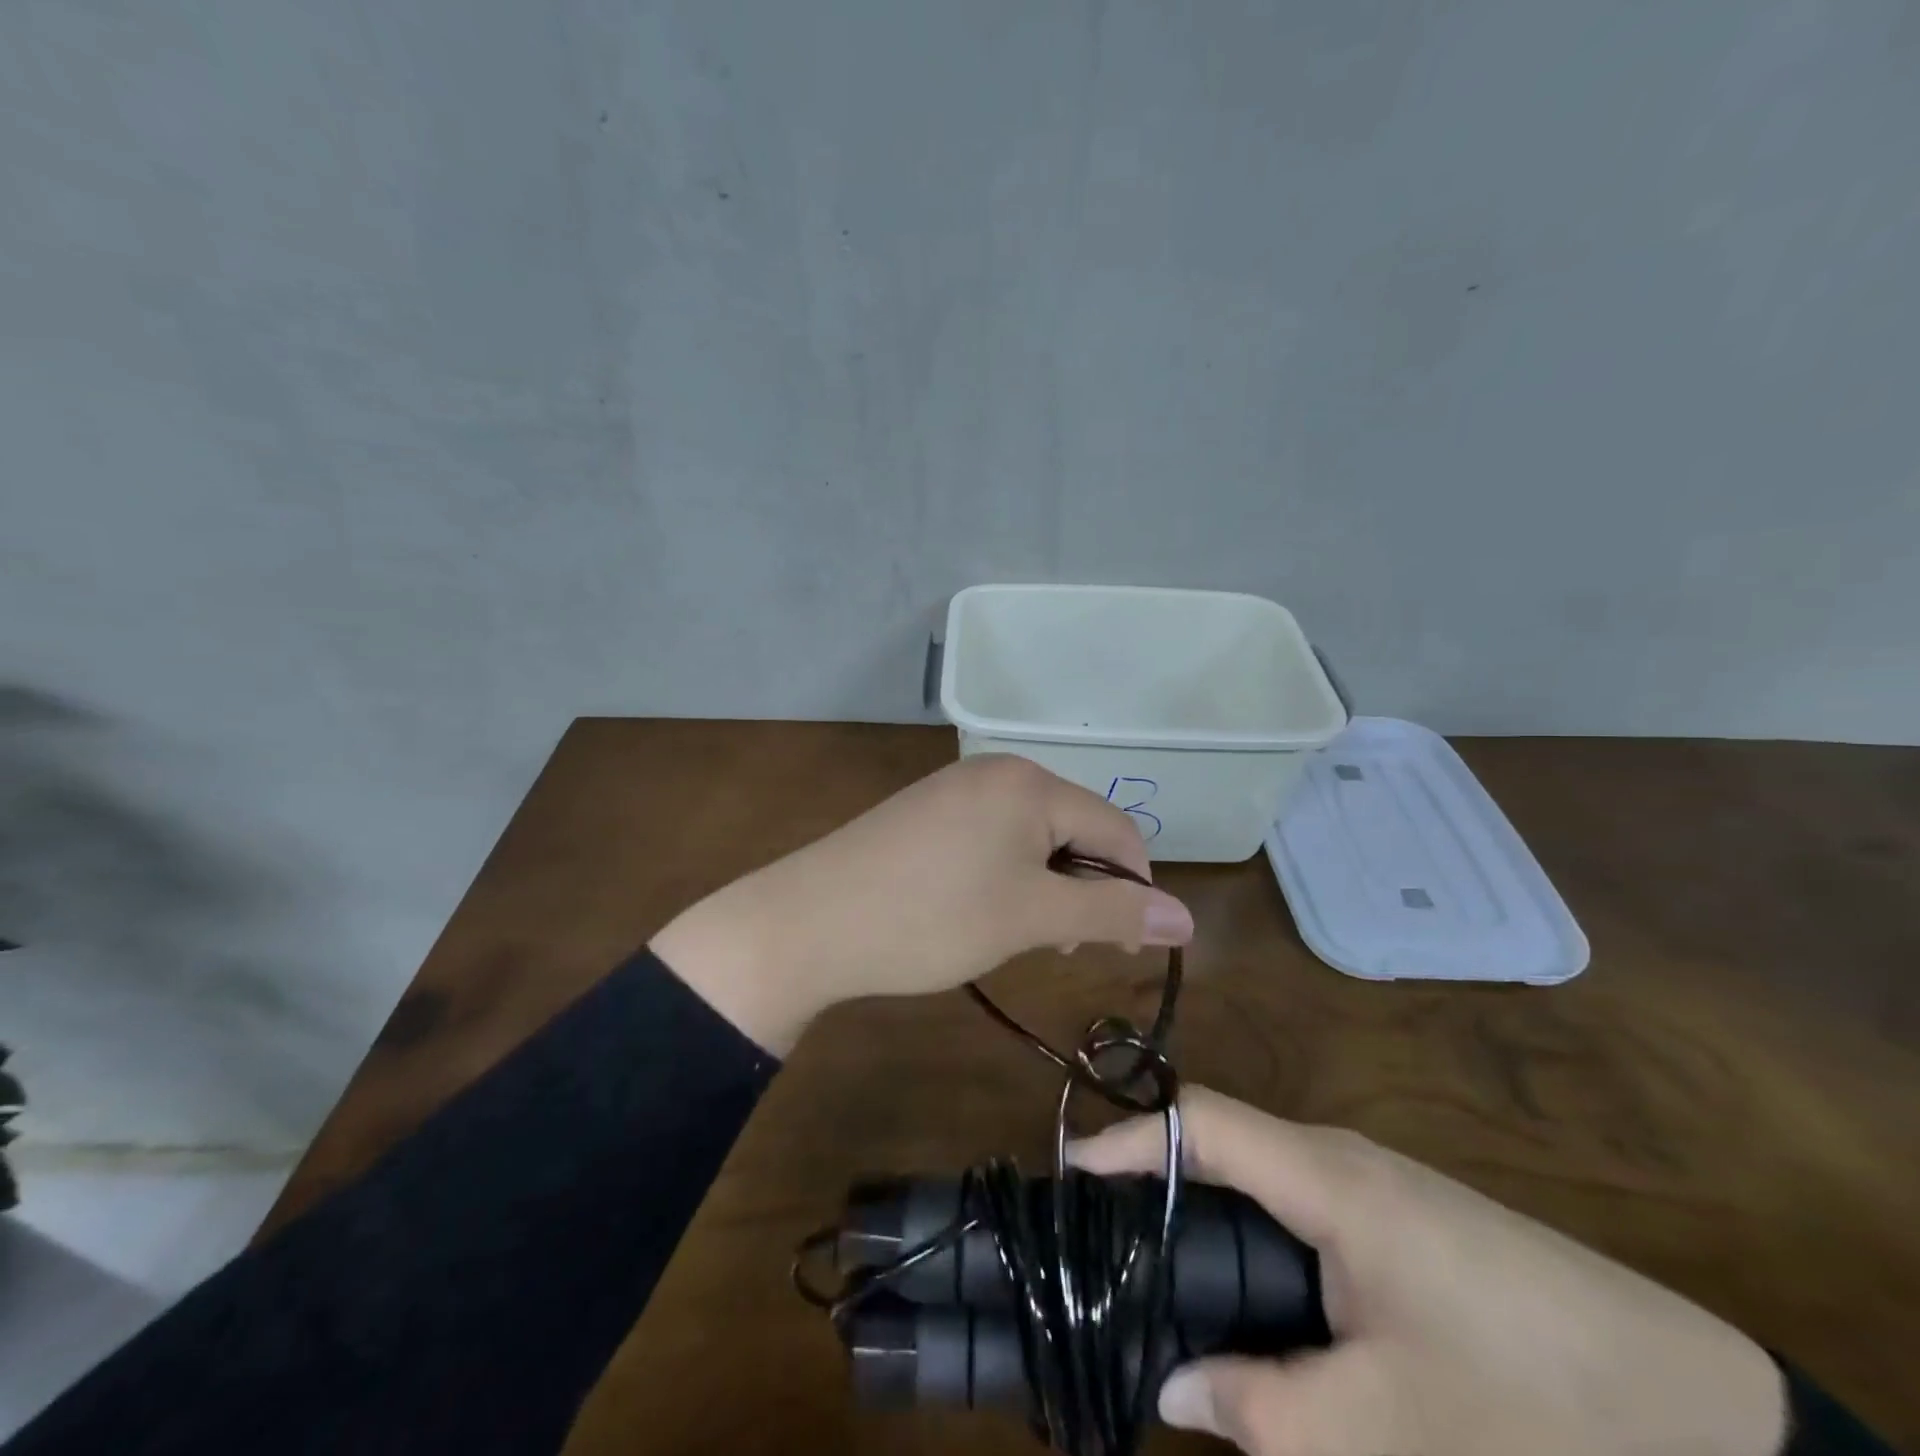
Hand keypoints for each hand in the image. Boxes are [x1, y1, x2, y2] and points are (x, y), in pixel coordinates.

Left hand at [650, 754, 1193, 1052]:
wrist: (808, 922)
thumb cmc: (931, 918)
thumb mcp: (1031, 918)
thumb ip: (1112, 912)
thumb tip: (1189, 919)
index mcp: (1030, 783)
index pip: (1117, 829)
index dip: (1133, 889)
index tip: (1124, 948)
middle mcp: (996, 772)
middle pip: (1074, 827)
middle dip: (1084, 888)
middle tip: (1060, 948)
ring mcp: (956, 789)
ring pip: (1033, 837)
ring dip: (1046, 886)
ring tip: (1020, 934)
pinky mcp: (926, 812)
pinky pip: (992, 838)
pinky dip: (1006, 876)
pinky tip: (981, 911)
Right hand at [1069, 1087, 1786, 1455]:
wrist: (1707, 1420)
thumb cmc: (1532, 1406)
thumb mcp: (1385, 1429)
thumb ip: (1263, 1409)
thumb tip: (1171, 1386)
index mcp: (1328, 1178)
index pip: (1202, 1122)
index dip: (1131, 1137)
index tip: (1071, 1171)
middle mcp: (1340, 1159)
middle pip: (1223, 1143)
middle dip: (1156, 1177)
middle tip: (1100, 1233)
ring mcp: (1374, 1185)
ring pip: (1260, 1177)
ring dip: (1207, 1211)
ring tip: (1159, 1267)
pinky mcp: (1400, 1218)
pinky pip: (1301, 1208)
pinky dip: (1256, 1236)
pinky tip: (1254, 1299)